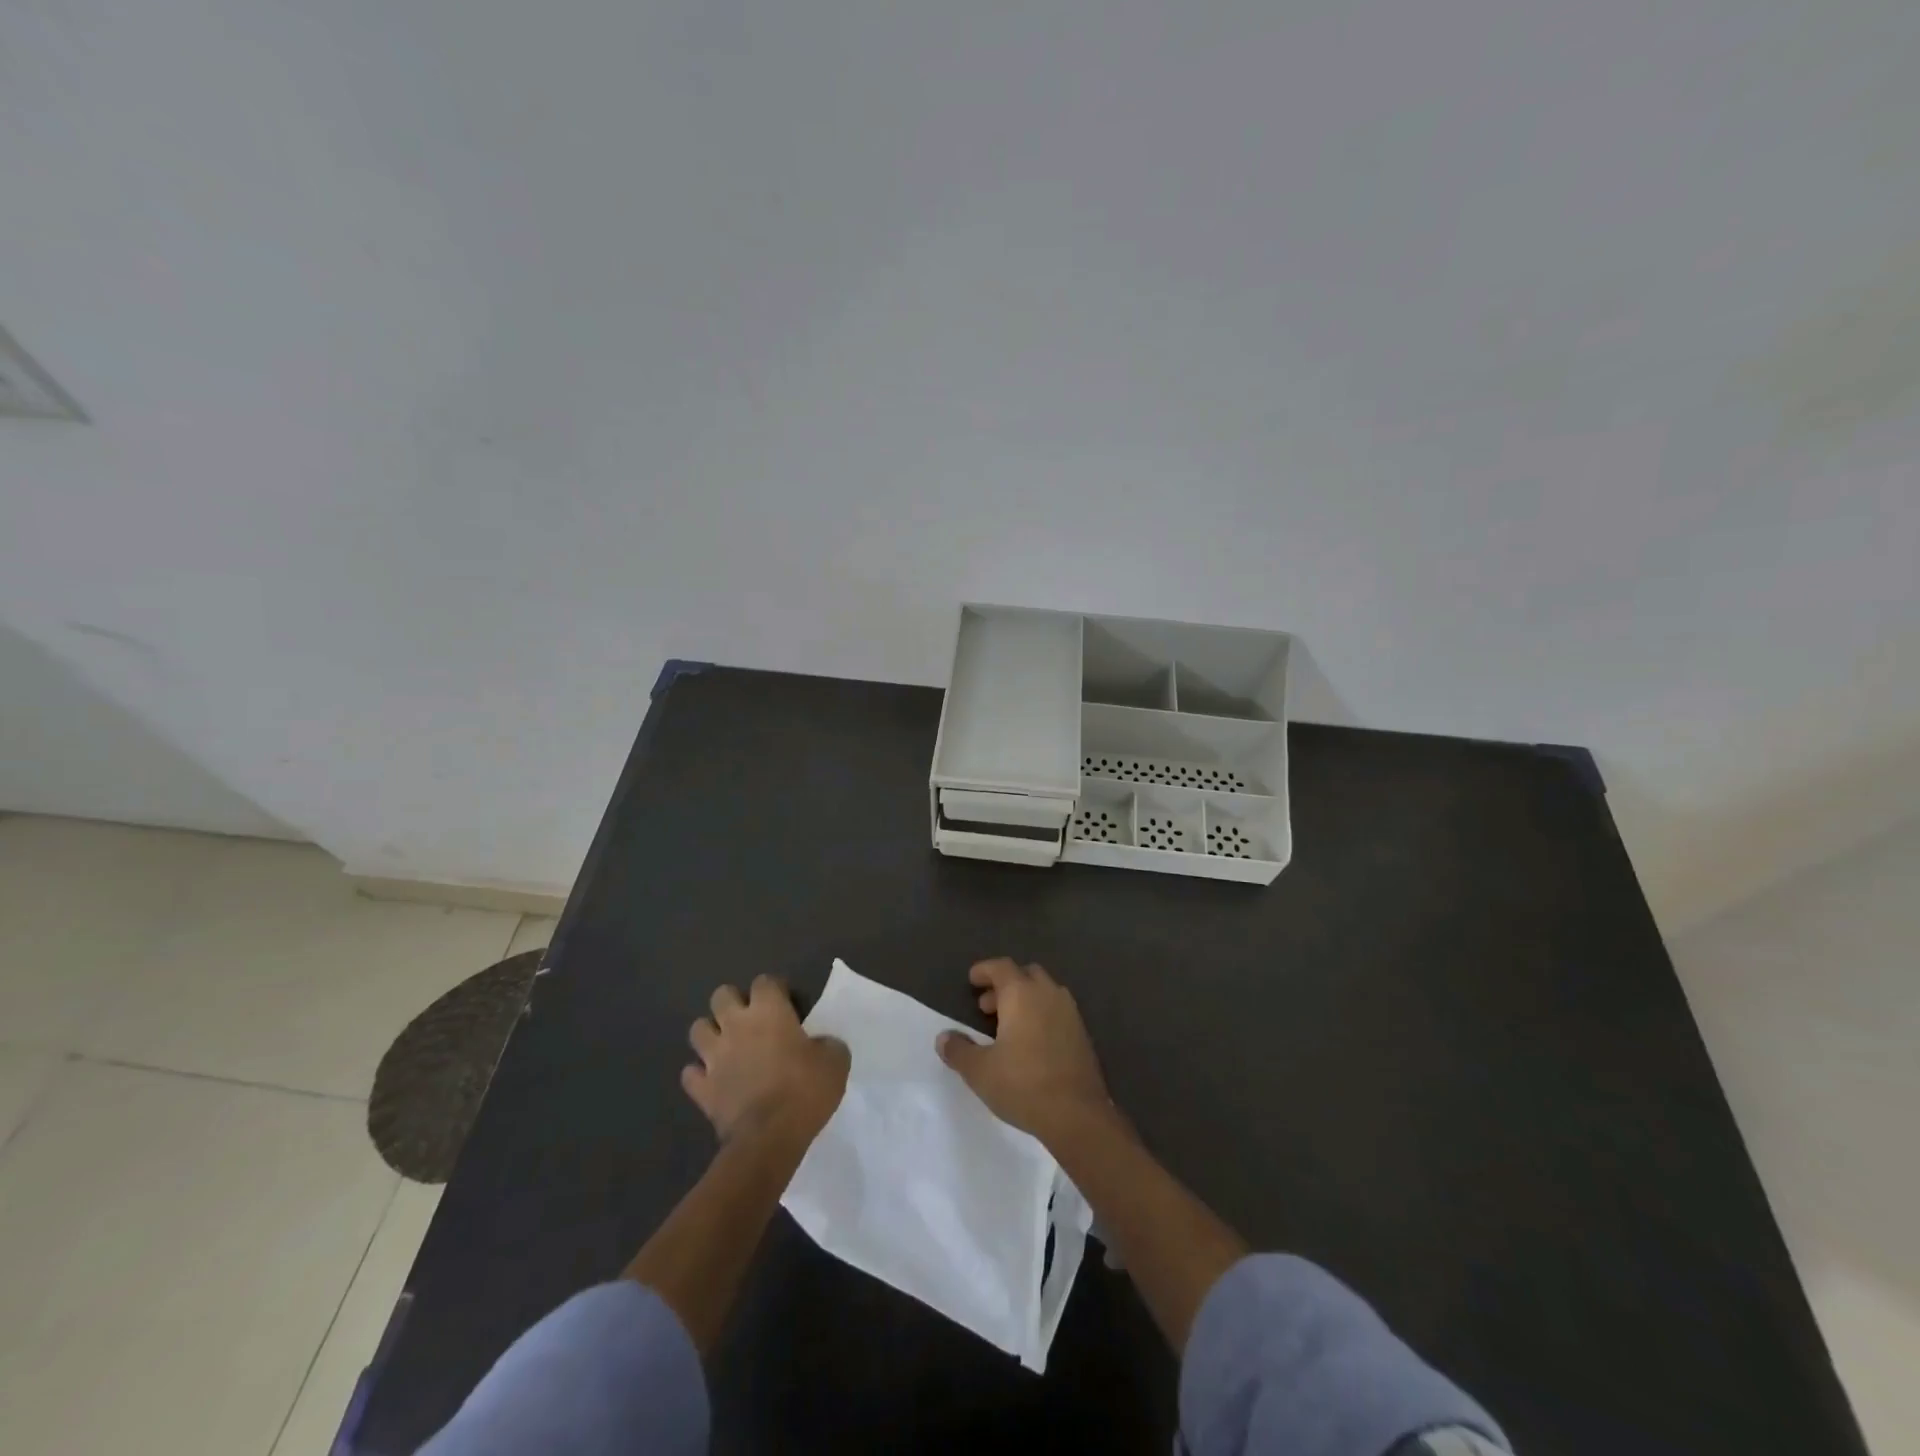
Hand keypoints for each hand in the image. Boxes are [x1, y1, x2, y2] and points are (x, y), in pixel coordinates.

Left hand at [684, 976, 848, 1143]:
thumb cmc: (805, 1091)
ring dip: (711, 1034)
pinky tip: (713, 1080)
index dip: (775, 988)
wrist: (769, 1138)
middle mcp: (736, 1026)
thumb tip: (822, 1044)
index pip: (765, 981)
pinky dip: (700, 1074)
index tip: (786, 1002)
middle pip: (721, 995)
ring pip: (697, 1029)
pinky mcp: (702, 1089)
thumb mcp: (835, 1062)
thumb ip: (827, 1044)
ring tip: (726, 1045)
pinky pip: (691, 1074)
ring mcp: (714, 1057)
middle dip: (732, 1002)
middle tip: (750, 1019)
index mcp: (769, 1011)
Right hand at [936, 958, 1112, 1141]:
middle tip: (987, 1007)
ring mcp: (1070, 1013)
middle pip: (1026, 974)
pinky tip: (1031, 1043)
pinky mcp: (1083, 1034)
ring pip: (1044, 992)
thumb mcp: (979, 1071)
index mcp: (1022, 994)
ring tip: (1008, 1026)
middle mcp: (1048, 994)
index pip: (1001, 967)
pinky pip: (1057, 1011)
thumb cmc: (1023, 1085)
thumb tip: (943, 1038)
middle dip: (1005, 985)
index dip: (984, 970)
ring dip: (1025, 999)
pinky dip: (1041, 1015)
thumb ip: (958, 1050)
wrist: (1078, 1115)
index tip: (972, 980)